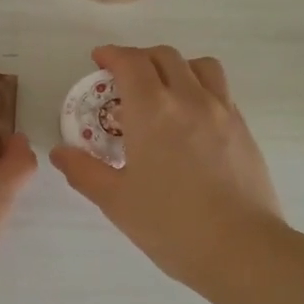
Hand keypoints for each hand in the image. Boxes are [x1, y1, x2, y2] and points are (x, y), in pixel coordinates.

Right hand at [50, 45, 287, 293]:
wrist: (241, 248)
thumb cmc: (171, 225)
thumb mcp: (117, 201)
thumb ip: (84, 171)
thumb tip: (59, 152)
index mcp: (153, 111)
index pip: (131, 63)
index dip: (112, 54)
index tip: (100, 59)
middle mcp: (189, 99)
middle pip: (165, 57)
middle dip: (140, 58)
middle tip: (125, 78)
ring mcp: (222, 111)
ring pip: (200, 66)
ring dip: (176, 66)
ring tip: (164, 89)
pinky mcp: (244, 129)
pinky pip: (220, 90)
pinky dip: (200, 88)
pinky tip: (192, 118)